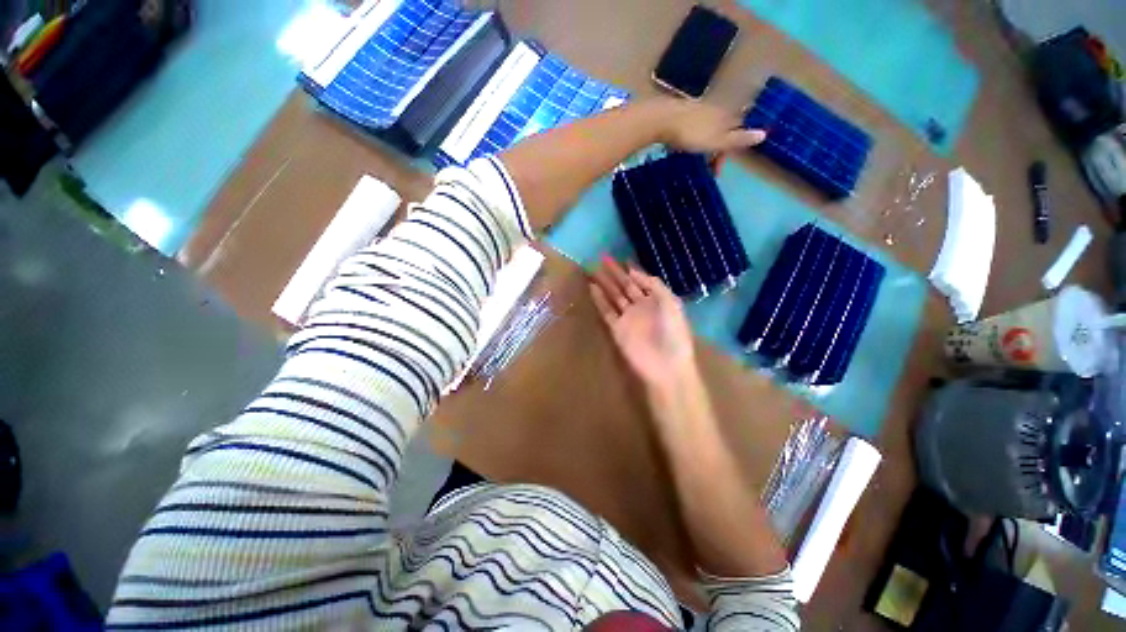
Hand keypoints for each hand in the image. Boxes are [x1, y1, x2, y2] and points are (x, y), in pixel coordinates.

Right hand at [588, 256, 696, 389]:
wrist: (666, 365)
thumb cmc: (673, 332)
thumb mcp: (670, 302)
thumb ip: (654, 285)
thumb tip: (633, 271)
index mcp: (657, 300)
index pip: (641, 281)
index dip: (631, 270)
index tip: (620, 258)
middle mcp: (641, 306)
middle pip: (625, 286)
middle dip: (614, 273)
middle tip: (602, 258)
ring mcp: (628, 317)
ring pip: (614, 296)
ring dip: (604, 284)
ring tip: (592, 269)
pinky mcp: (617, 329)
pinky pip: (606, 311)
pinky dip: (599, 300)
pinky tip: (592, 288)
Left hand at [650, 98, 766, 171]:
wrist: (662, 120)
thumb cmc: (691, 133)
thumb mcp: (716, 141)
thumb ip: (737, 139)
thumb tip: (765, 134)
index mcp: (725, 116)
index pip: (737, 130)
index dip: (732, 149)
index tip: (718, 169)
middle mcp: (714, 110)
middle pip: (722, 130)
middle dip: (718, 150)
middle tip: (708, 168)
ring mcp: (697, 111)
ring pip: (707, 130)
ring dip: (705, 146)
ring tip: (697, 160)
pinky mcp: (681, 114)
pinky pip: (692, 129)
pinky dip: (693, 140)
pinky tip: (685, 147)